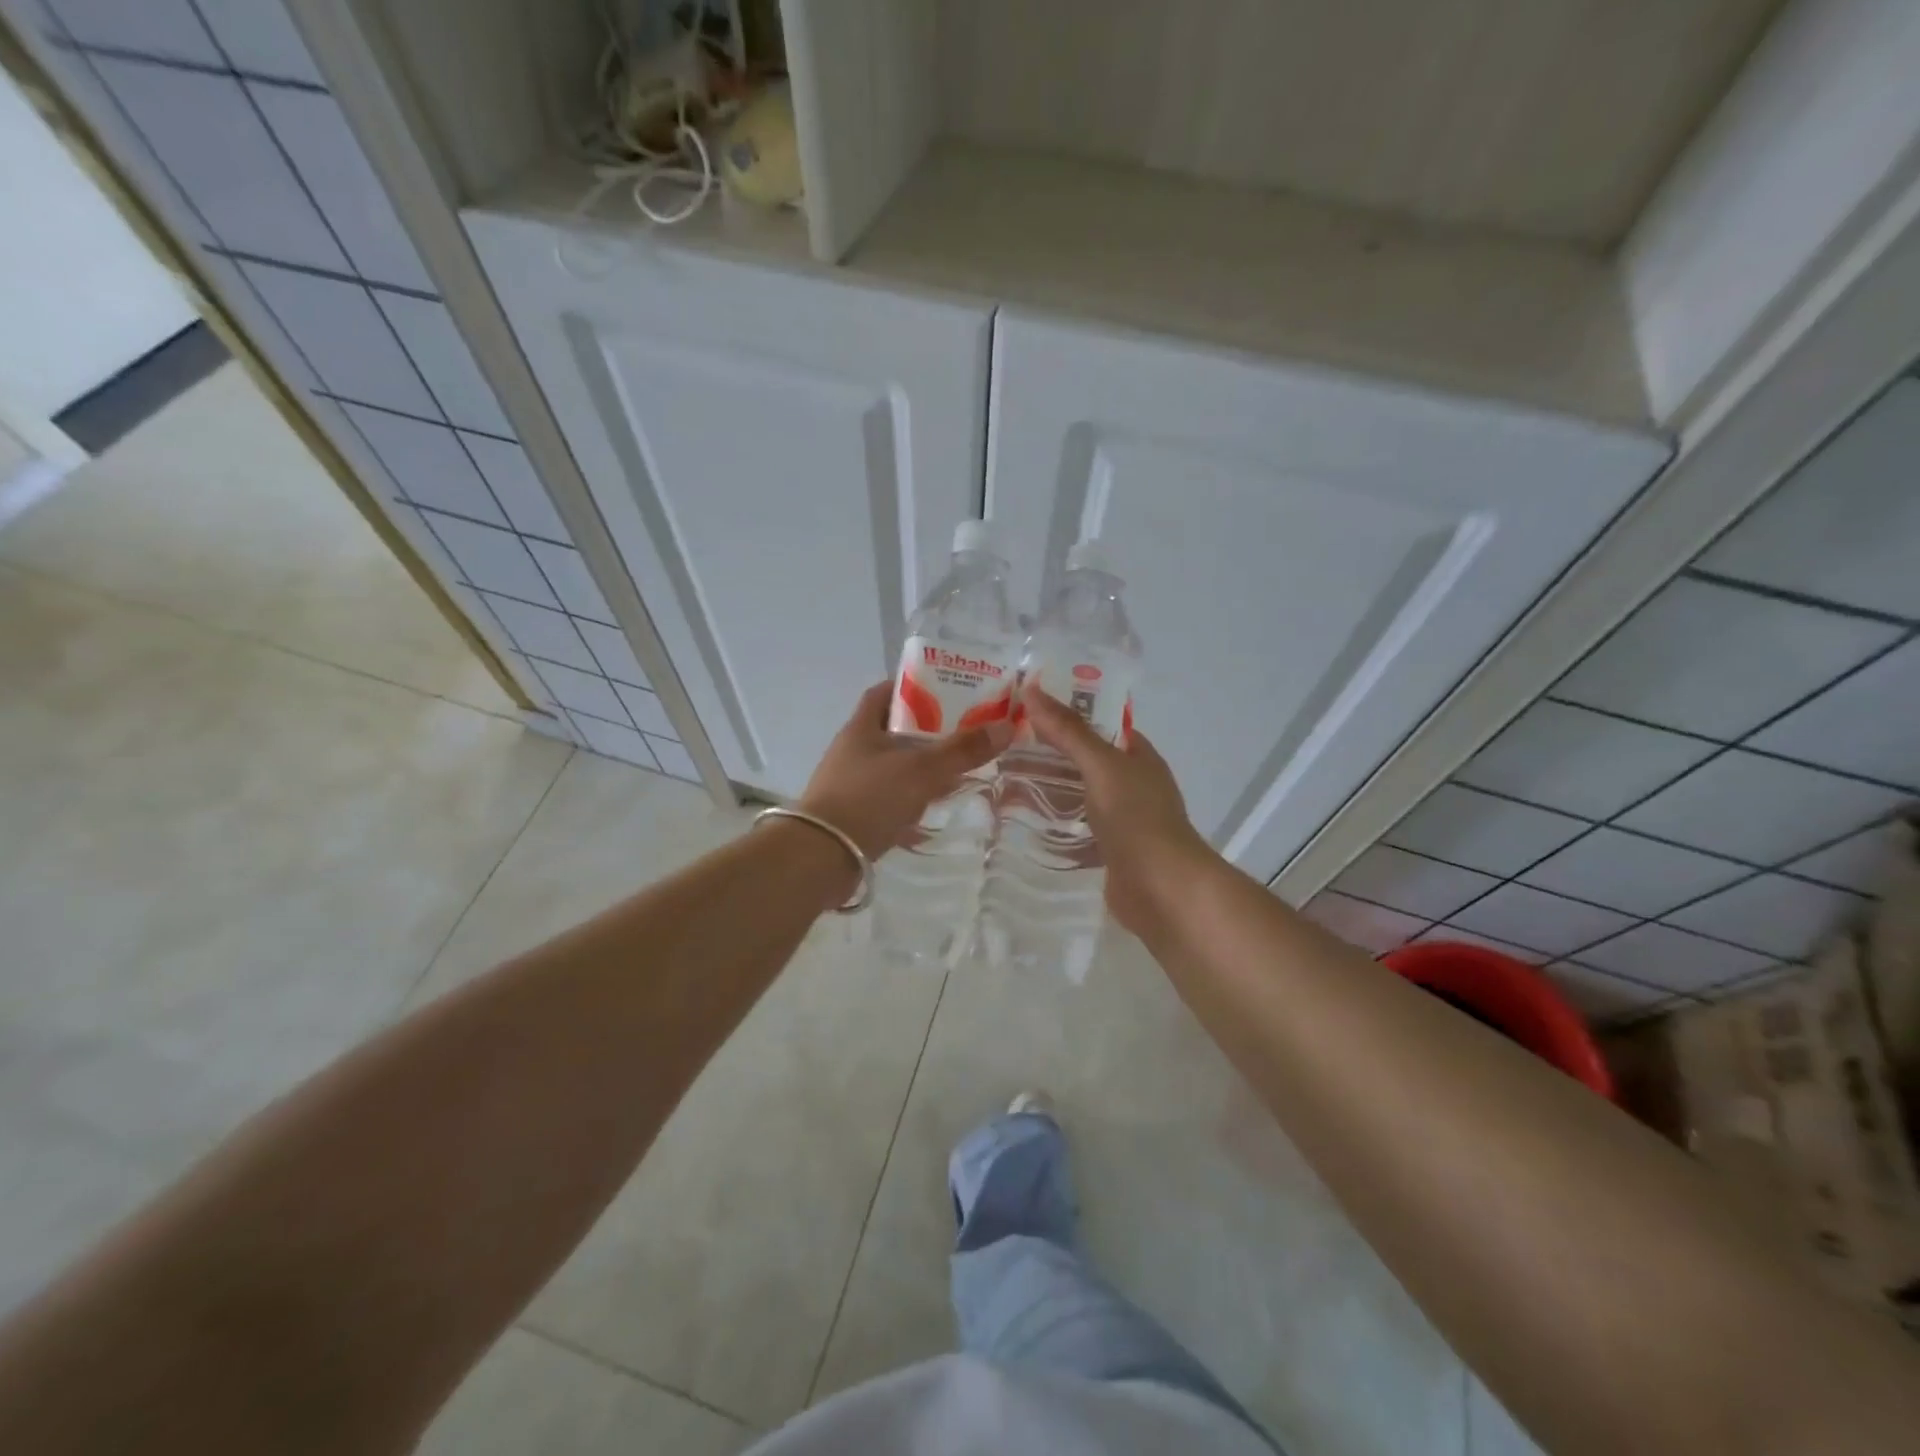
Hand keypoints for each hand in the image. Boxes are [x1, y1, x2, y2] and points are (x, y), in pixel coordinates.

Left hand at [796, 682, 1013, 858]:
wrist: (822, 856)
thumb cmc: (870, 799)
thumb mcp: (922, 770)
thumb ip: (963, 750)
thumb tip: (1006, 727)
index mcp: (861, 727)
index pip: (884, 692)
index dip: (912, 686)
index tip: (945, 689)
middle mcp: (853, 751)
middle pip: (894, 730)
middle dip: (927, 730)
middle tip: (964, 731)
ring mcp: (851, 784)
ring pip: (893, 766)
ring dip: (921, 767)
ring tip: (956, 769)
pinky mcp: (854, 815)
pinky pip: (889, 798)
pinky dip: (911, 799)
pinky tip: (932, 808)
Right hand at [1020, 684, 1212, 934]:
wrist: (1162, 889)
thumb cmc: (1137, 818)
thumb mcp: (1101, 766)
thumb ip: (1068, 732)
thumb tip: (1033, 690)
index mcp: (1138, 757)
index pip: (1099, 724)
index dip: (1066, 712)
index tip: (1026, 706)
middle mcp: (1131, 784)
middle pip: (1084, 760)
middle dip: (1048, 752)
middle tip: (1002, 742)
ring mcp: (1120, 820)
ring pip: (1077, 795)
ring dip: (1046, 788)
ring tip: (1000, 777)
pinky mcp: (1106, 851)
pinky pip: (1074, 829)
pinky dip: (1051, 824)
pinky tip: (1018, 820)